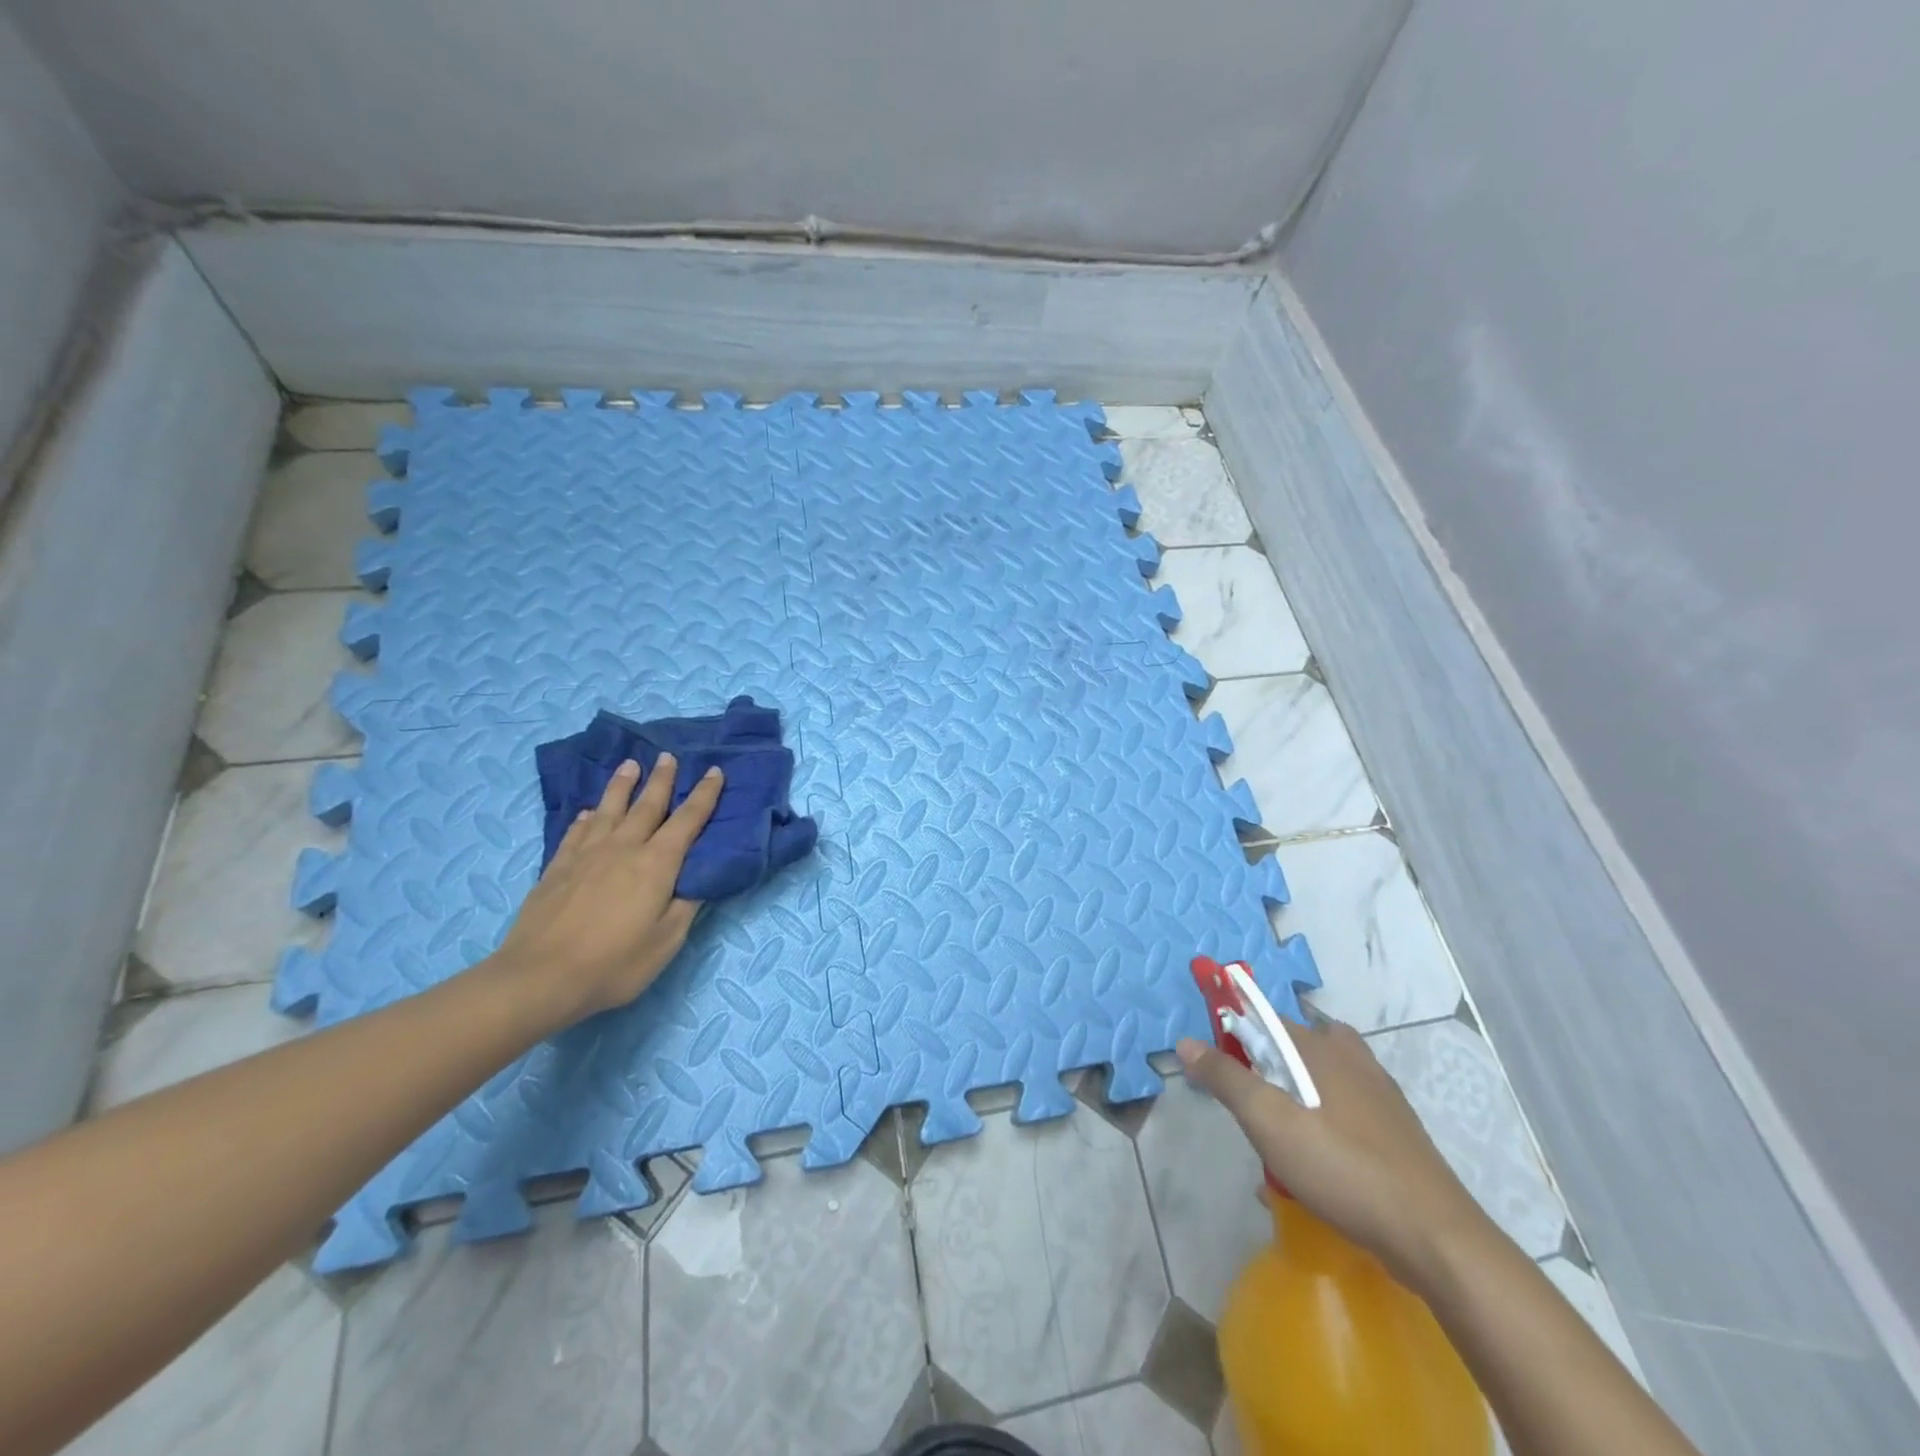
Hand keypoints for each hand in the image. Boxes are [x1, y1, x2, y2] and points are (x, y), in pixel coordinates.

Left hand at [493, 754, 723, 1024]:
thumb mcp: (666, 941)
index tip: (714, 771)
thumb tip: (696, 880)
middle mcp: (623, 848)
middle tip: (667, 755)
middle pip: (647, 805)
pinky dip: (586, 819)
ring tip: (629, 765)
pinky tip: (588, 813)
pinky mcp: (557, 868)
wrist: (539, 977)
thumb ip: (685, 906)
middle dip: (661, 779)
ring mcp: (586, 855)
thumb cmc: (614, 963)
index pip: (688, 820)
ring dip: (622, 786)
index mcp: (657, 864)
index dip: (704, 795)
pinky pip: (576, 833)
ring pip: (609, 810)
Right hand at [1176, 1019, 1490, 1289]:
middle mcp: (1351, 1056)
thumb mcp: (1269, 1122)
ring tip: (1277, 1152)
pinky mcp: (1395, 1131)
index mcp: (1321, 1045)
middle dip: (1264, 1077)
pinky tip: (1313, 1173)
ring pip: (1316, 1084)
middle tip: (1252, 1119)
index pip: (1264, 1018)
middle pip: (1290, 1051)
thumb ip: (1226, 1078)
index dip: (1235, 1036)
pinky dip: (1319, 1130)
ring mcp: (1379, 1094)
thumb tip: (1186, 1042)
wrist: (1435, 1237)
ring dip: (1290, 1107)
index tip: (1218, 1070)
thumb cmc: (1343, 1167)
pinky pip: (1341, 1114)